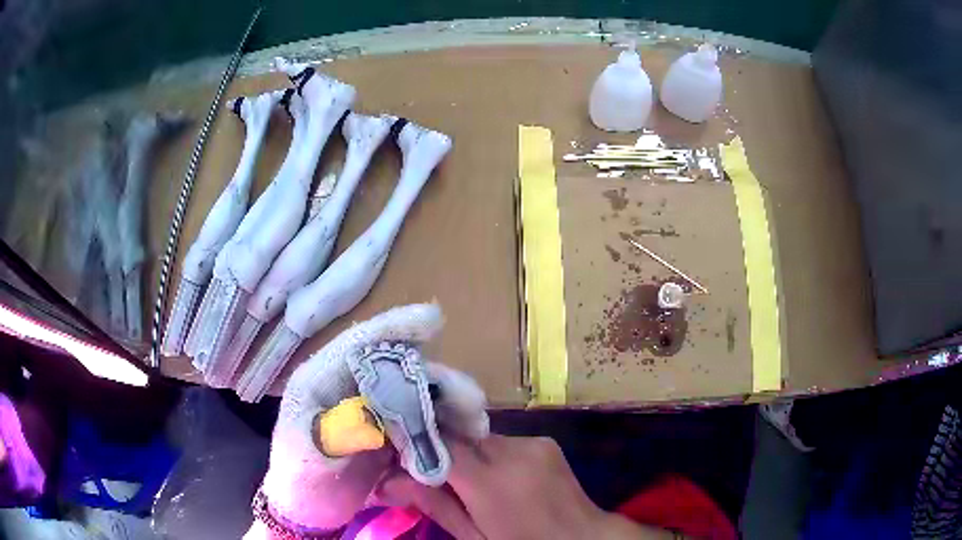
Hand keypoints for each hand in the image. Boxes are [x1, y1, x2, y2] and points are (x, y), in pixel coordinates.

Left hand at [251, 304, 489, 535]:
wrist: (309, 510)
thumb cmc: (299, 480)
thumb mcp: (307, 458)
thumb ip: (333, 435)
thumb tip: (372, 418)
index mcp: (321, 381)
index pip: (358, 345)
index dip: (394, 328)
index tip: (434, 320)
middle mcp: (349, 388)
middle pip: (398, 371)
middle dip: (438, 382)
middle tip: (474, 403)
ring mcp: (370, 410)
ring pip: (414, 395)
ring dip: (447, 406)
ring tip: (477, 426)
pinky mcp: (386, 432)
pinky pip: (419, 422)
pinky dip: (443, 428)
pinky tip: (463, 439)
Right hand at [378, 435, 673, 539]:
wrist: (583, 537)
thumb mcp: (474, 537)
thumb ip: (434, 504)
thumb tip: (387, 482)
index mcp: (492, 482)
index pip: (439, 443)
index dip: (414, 442)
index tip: (394, 450)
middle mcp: (513, 452)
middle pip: (459, 438)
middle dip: (440, 452)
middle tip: (428, 474)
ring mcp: (534, 443)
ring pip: (480, 439)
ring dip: (467, 456)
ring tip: (470, 484)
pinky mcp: (545, 441)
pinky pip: (504, 442)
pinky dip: (492, 456)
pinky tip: (500, 479)